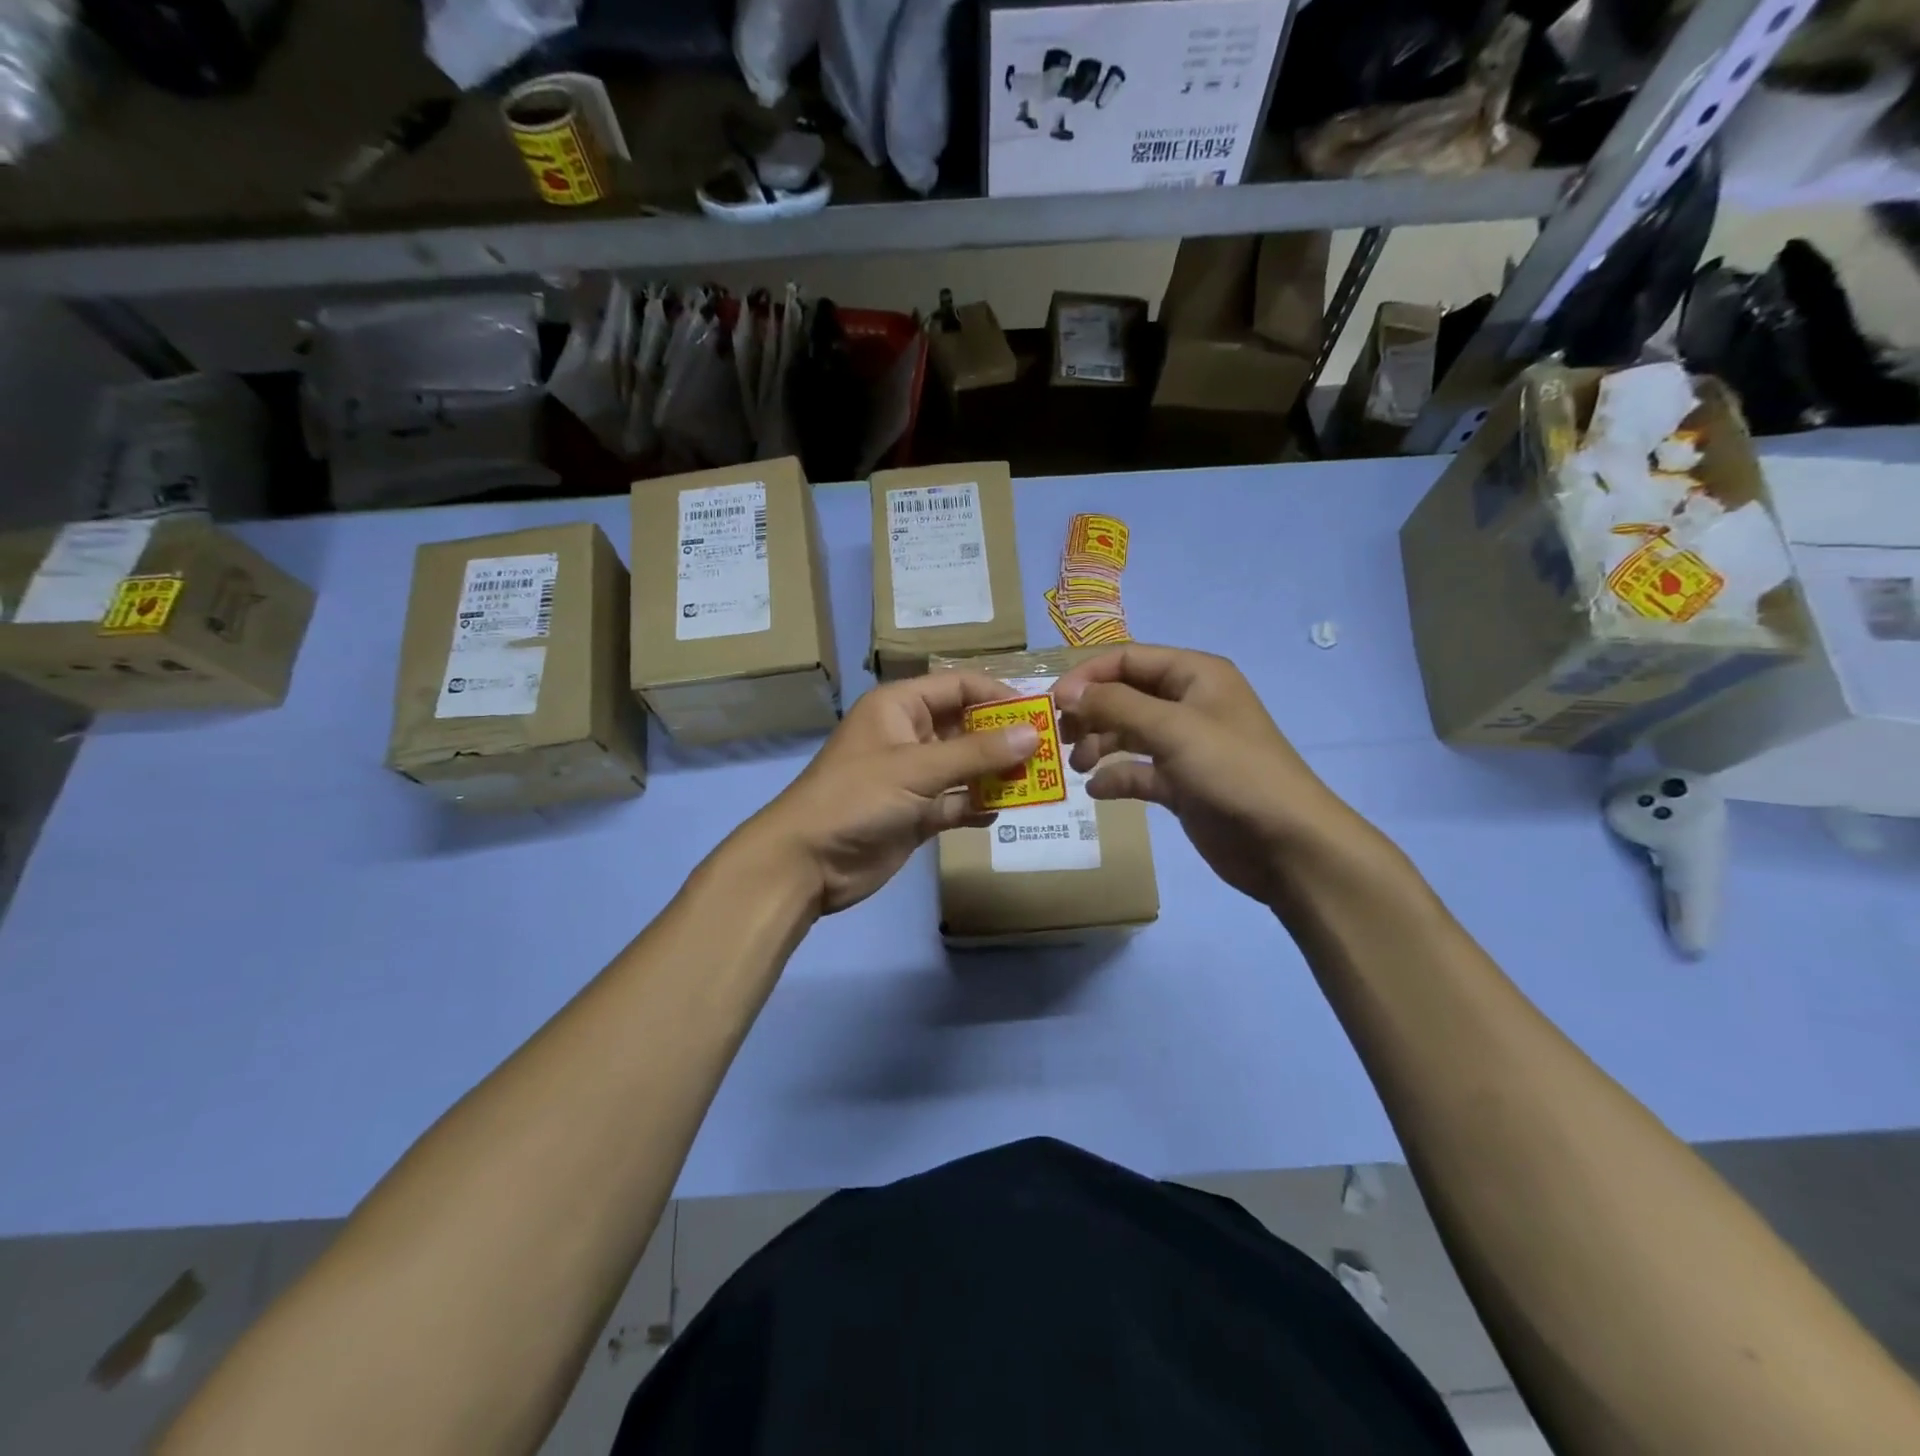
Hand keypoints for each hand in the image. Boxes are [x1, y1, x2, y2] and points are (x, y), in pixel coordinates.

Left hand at [744, 672, 1039, 915]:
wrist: (807, 862)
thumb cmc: (856, 798)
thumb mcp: (916, 769)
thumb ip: (976, 753)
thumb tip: (1033, 734)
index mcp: (900, 707)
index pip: (958, 686)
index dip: (998, 695)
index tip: (1039, 714)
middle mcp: (909, 735)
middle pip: (967, 727)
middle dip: (1004, 739)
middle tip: (1047, 753)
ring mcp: (913, 777)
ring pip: (966, 767)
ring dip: (997, 775)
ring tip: (1037, 784)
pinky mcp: (916, 813)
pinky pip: (956, 802)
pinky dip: (977, 806)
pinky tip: (1001, 812)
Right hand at [1053, 645, 1359, 907]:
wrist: (1286, 843)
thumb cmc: (1232, 771)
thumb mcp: (1172, 728)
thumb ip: (1116, 705)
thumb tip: (1067, 692)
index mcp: (1195, 675)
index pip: (1128, 659)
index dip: (1088, 676)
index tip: (1054, 703)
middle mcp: (1189, 704)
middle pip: (1125, 696)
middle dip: (1091, 713)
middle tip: (1061, 738)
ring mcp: (1186, 746)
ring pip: (1128, 734)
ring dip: (1099, 745)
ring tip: (1078, 766)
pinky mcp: (1182, 784)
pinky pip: (1138, 772)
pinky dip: (1116, 778)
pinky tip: (1098, 791)